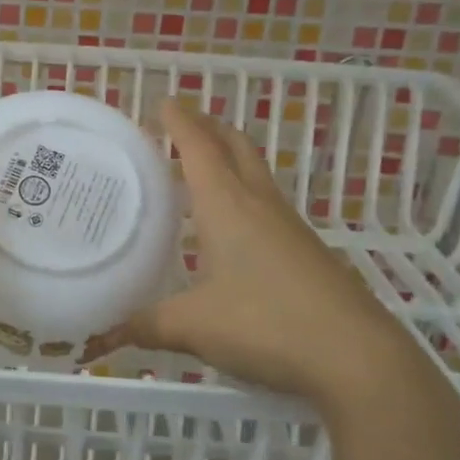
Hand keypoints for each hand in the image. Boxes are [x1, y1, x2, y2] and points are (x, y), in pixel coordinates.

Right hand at [85, 98, 443, 423]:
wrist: (356, 357)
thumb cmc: (266, 324)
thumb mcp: (193, 327)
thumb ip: (145, 325)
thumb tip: (103, 334)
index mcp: (227, 205)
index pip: (199, 147)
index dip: (179, 121)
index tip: (162, 102)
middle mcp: (259, 204)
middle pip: (236, 146)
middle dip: (209, 127)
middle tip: (181, 125)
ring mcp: (289, 226)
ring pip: (255, 173)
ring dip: (228, 158)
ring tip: (199, 169)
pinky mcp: (306, 251)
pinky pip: (266, 204)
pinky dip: (243, 194)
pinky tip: (230, 226)